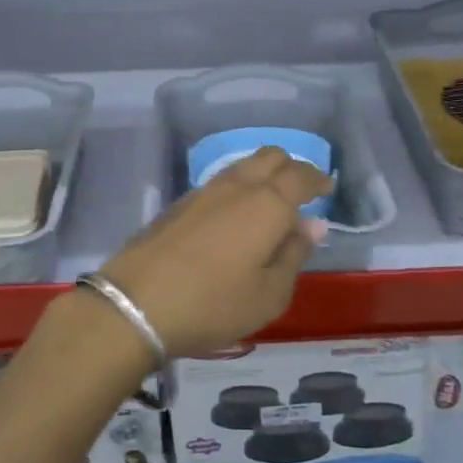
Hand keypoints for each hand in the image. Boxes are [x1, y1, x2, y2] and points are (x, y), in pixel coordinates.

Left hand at [96, 147, 333, 358]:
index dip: (318, 179)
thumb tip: (312, 225)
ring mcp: (202, 192)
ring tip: (269, 205)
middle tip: (301, 193)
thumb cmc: (213, 304)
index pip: (300, 176)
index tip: (327, 189)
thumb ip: (294, 255)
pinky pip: (219, 184)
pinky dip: (237, 190)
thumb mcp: (269, 294)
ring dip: (262, 176)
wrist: (135, 305)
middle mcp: (236, 187)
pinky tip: (234, 218)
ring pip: (241, 167)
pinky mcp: (177, 205)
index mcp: (267, 204)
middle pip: (270, 157)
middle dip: (291, 168)